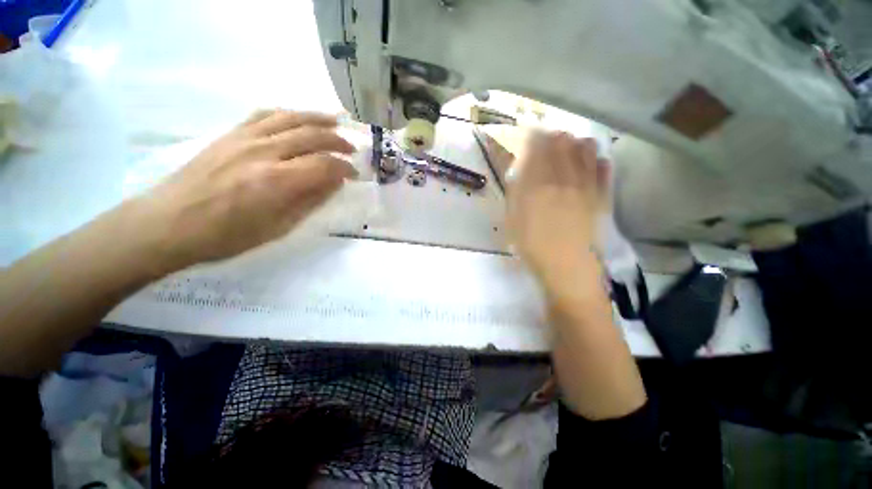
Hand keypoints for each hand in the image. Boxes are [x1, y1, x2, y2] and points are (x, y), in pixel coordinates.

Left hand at [133, 109, 356, 272]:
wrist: (168, 223)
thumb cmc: (226, 235)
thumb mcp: (278, 228)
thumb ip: (310, 202)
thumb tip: (333, 184)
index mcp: (277, 181)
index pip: (324, 166)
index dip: (345, 168)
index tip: (354, 174)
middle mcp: (264, 152)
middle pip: (312, 136)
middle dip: (338, 142)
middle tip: (351, 150)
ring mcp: (244, 138)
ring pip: (291, 118)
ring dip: (318, 119)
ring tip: (336, 123)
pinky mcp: (230, 134)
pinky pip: (265, 115)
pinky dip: (288, 114)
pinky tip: (298, 118)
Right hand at [506, 131, 608, 292]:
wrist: (567, 267)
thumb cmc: (532, 246)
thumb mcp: (513, 219)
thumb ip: (516, 191)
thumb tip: (520, 169)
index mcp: (538, 183)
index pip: (537, 148)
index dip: (535, 136)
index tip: (531, 132)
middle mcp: (564, 177)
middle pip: (562, 144)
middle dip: (555, 136)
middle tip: (550, 137)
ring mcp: (586, 185)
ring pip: (586, 150)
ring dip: (577, 143)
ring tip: (571, 146)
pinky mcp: (602, 196)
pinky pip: (604, 169)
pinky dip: (599, 160)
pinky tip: (595, 161)